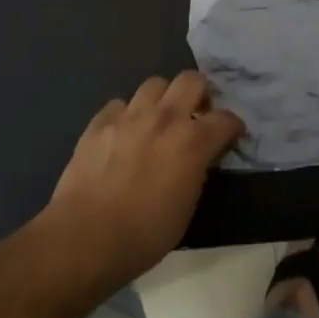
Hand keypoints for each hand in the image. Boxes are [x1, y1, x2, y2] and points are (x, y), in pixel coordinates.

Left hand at [40, 72, 244, 294]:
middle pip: (191, 80)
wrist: (85, 237)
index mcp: (193, 142)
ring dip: (162, 99)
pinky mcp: (100, 122)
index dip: (232, 127)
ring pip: (154, 83)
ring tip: (158, 120)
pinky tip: (123, 134)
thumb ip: (197, 172)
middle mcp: (165, 118)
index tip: (230, 137)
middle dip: (199, 93)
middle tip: (195, 115)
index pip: (226, 119)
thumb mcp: (187, 208)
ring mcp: (129, 116)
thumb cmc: (144, 234)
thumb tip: (198, 159)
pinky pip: (119, 105)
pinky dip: (126, 115)